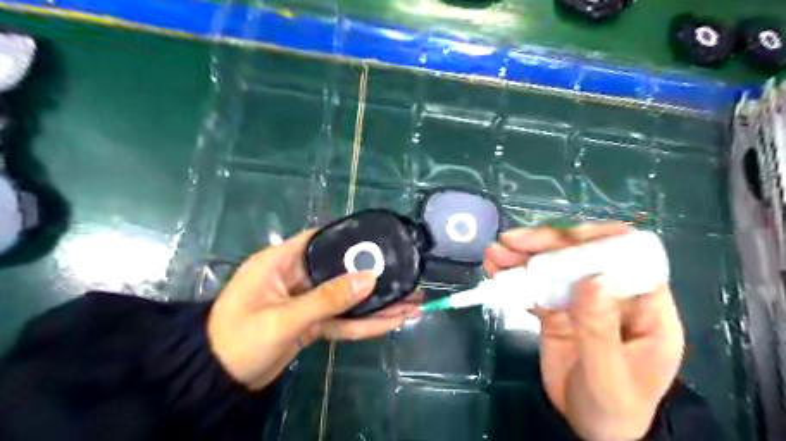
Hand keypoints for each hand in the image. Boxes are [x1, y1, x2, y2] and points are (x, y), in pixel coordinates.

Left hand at [205, 229, 419, 389]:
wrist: (218, 382)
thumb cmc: (239, 339)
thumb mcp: (283, 318)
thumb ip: (327, 299)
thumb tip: (369, 279)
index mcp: (281, 262)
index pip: (319, 239)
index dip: (348, 237)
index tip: (380, 240)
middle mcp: (296, 277)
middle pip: (341, 271)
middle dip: (373, 277)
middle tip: (407, 278)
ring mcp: (306, 302)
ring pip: (346, 299)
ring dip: (376, 304)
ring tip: (411, 304)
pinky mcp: (312, 323)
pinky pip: (342, 319)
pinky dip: (365, 323)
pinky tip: (391, 322)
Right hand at [482, 225, 685, 440]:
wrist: (591, 431)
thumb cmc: (615, 409)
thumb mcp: (609, 376)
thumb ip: (600, 330)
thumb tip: (592, 278)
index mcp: (645, 307)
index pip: (630, 257)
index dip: (598, 240)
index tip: (564, 240)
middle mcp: (613, 295)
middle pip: (582, 256)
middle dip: (547, 244)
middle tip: (513, 241)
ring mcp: (582, 301)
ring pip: (554, 268)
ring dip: (523, 257)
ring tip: (495, 253)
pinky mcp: (557, 311)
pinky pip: (535, 288)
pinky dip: (514, 278)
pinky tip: (495, 271)